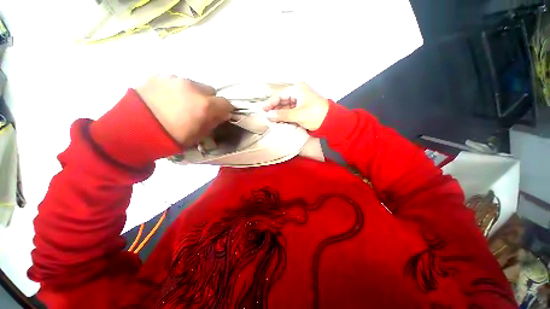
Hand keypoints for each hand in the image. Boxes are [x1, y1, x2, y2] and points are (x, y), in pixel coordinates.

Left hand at [136, 75, 232, 145]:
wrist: (131, 131)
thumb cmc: (171, 138)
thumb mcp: (198, 135)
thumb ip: (213, 122)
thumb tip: (221, 115)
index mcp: (204, 104)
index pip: (226, 103)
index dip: (224, 110)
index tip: (220, 115)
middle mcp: (192, 87)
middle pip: (210, 90)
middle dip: (208, 100)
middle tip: (198, 110)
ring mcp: (174, 79)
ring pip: (192, 85)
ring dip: (191, 93)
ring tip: (178, 104)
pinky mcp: (158, 76)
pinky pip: (174, 81)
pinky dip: (175, 89)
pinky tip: (165, 99)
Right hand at [262, 83, 328, 130]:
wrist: (331, 122)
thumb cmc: (316, 115)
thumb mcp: (298, 115)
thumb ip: (282, 115)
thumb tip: (269, 115)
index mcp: (298, 90)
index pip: (280, 95)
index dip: (271, 103)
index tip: (263, 110)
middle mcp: (298, 93)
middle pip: (282, 100)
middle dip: (274, 108)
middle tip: (267, 116)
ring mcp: (300, 101)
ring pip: (286, 106)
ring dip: (279, 113)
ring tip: (272, 120)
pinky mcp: (302, 108)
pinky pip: (290, 111)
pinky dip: (285, 115)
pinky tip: (280, 120)